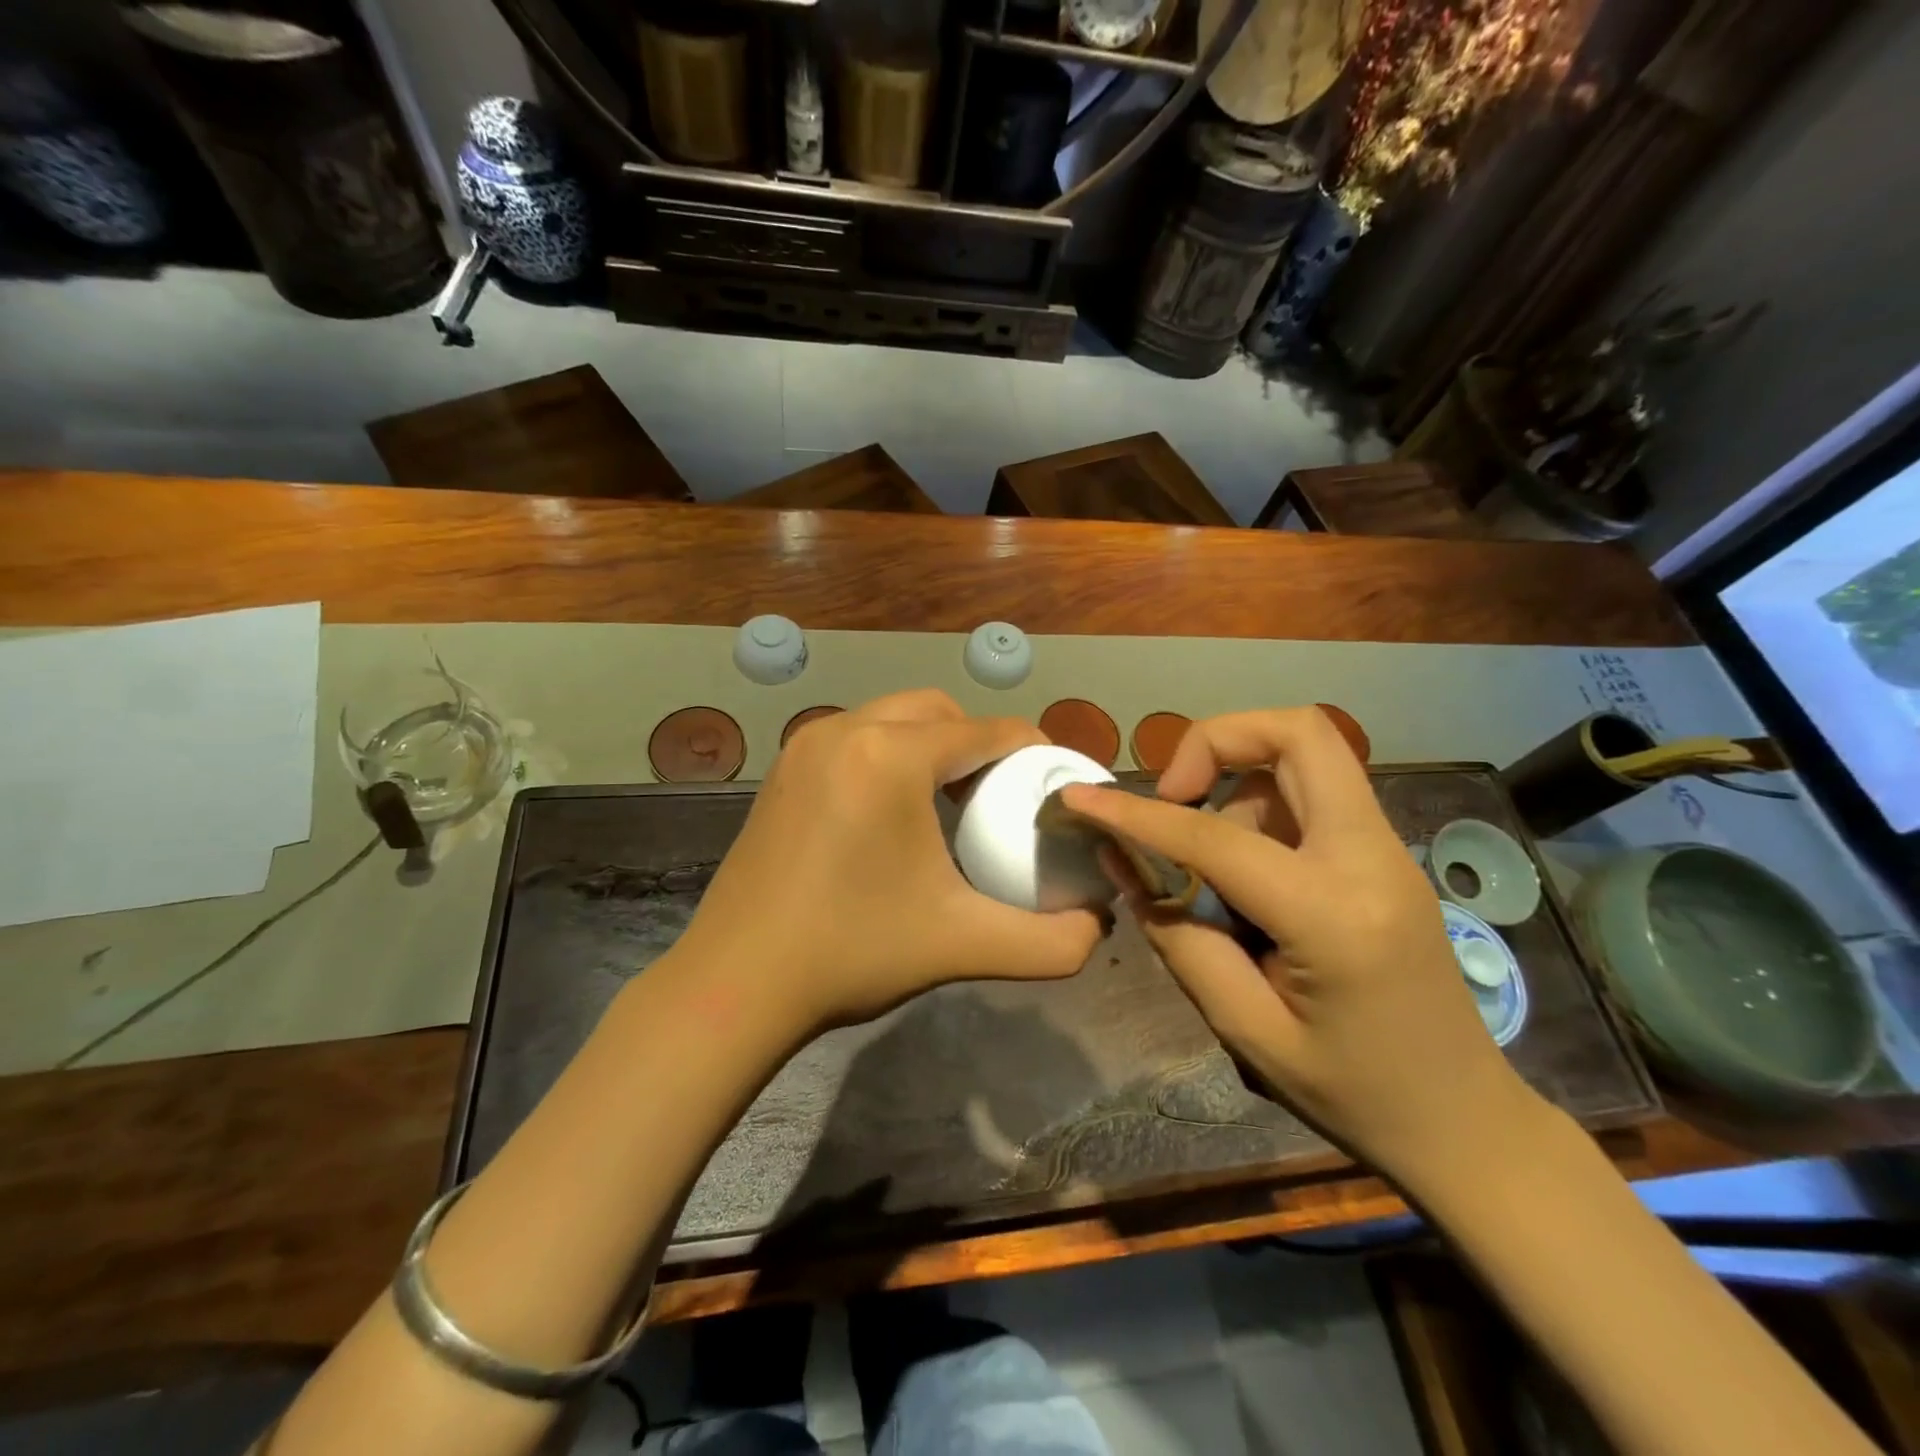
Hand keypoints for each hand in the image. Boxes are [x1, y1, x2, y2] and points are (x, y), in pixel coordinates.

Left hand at [677, 690, 1105, 1033]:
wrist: (736, 983)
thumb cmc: (852, 952)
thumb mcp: (964, 945)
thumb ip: (1051, 941)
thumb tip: (1099, 924)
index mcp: (891, 755)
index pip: (987, 731)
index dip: (1033, 751)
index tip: (1053, 786)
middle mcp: (846, 730)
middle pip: (940, 711)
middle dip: (980, 743)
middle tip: (1002, 797)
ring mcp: (807, 745)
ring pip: (894, 718)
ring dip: (933, 745)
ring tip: (954, 802)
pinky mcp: (784, 768)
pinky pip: (857, 738)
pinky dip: (891, 755)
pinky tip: (896, 811)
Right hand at [1060, 707, 1543, 1192]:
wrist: (1466, 1121)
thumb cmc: (1354, 1093)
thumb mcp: (1246, 1029)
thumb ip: (1178, 937)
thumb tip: (1122, 862)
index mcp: (1334, 913)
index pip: (1215, 837)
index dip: (1136, 812)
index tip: (1080, 797)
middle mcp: (1371, 857)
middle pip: (1299, 732)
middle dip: (1217, 739)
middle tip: (1175, 794)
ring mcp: (1387, 848)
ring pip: (1302, 758)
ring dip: (1238, 786)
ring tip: (1212, 871)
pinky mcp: (1385, 854)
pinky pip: (1313, 793)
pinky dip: (1262, 807)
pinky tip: (1247, 876)